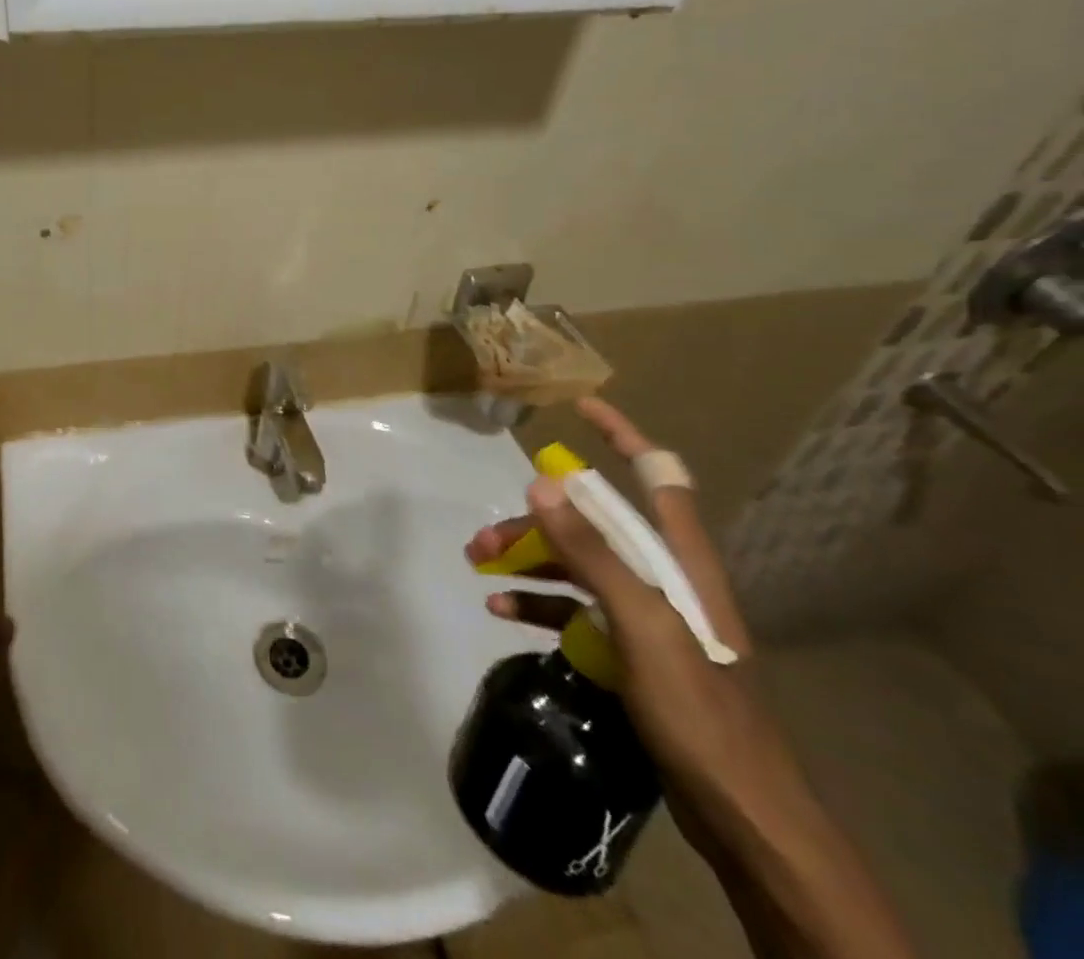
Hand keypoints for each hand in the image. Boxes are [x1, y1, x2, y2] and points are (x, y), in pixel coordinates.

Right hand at [462, 398, 801, 857]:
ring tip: (479, 567)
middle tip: (485, 538)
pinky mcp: (629, 650)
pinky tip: (502, 611)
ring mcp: (645, 614)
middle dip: (538, 518)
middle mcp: (663, 576)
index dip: (624, 436)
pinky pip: (574, 610)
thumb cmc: (700, 710)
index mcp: (681, 559)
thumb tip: (543, 483)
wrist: (743, 814)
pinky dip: (537, 604)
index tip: (584, 408)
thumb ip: (594, 553)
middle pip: (594, 524)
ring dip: (527, 559)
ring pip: (576, 564)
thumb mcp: (642, 625)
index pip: (658, 476)